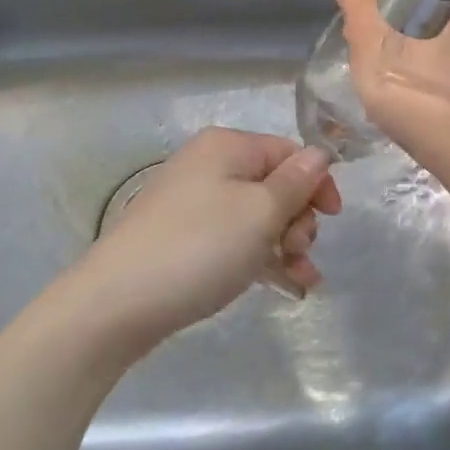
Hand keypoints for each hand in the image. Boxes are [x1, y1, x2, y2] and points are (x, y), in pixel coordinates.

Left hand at [73, 127, 341, 352]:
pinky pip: (234, 239)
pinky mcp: (184, 238)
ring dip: (286, 244)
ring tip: (300, 279)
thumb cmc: (200, 247)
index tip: (333, 219)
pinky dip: (260, 257)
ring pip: (256, 216)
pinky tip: (285, 286)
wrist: (117, 302)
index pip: (288, 151)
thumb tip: (320, 154)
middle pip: (273, 183)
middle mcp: (209, 166)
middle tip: (298, 251)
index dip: (316, 182)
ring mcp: (193, 204)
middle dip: (298, 218)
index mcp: (227, 147)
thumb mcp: (260, 213)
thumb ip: (296, 182)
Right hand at [318, 0, 449, 164]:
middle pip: (417, 7)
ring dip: (411, 54)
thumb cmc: (414, 87)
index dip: (376, 5)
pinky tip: (419, 99)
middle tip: (374, 67)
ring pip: (434, 36)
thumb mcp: (370, 35)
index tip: (363, 35)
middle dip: (391, 31)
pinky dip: (432, 74)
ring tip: (394, 89)